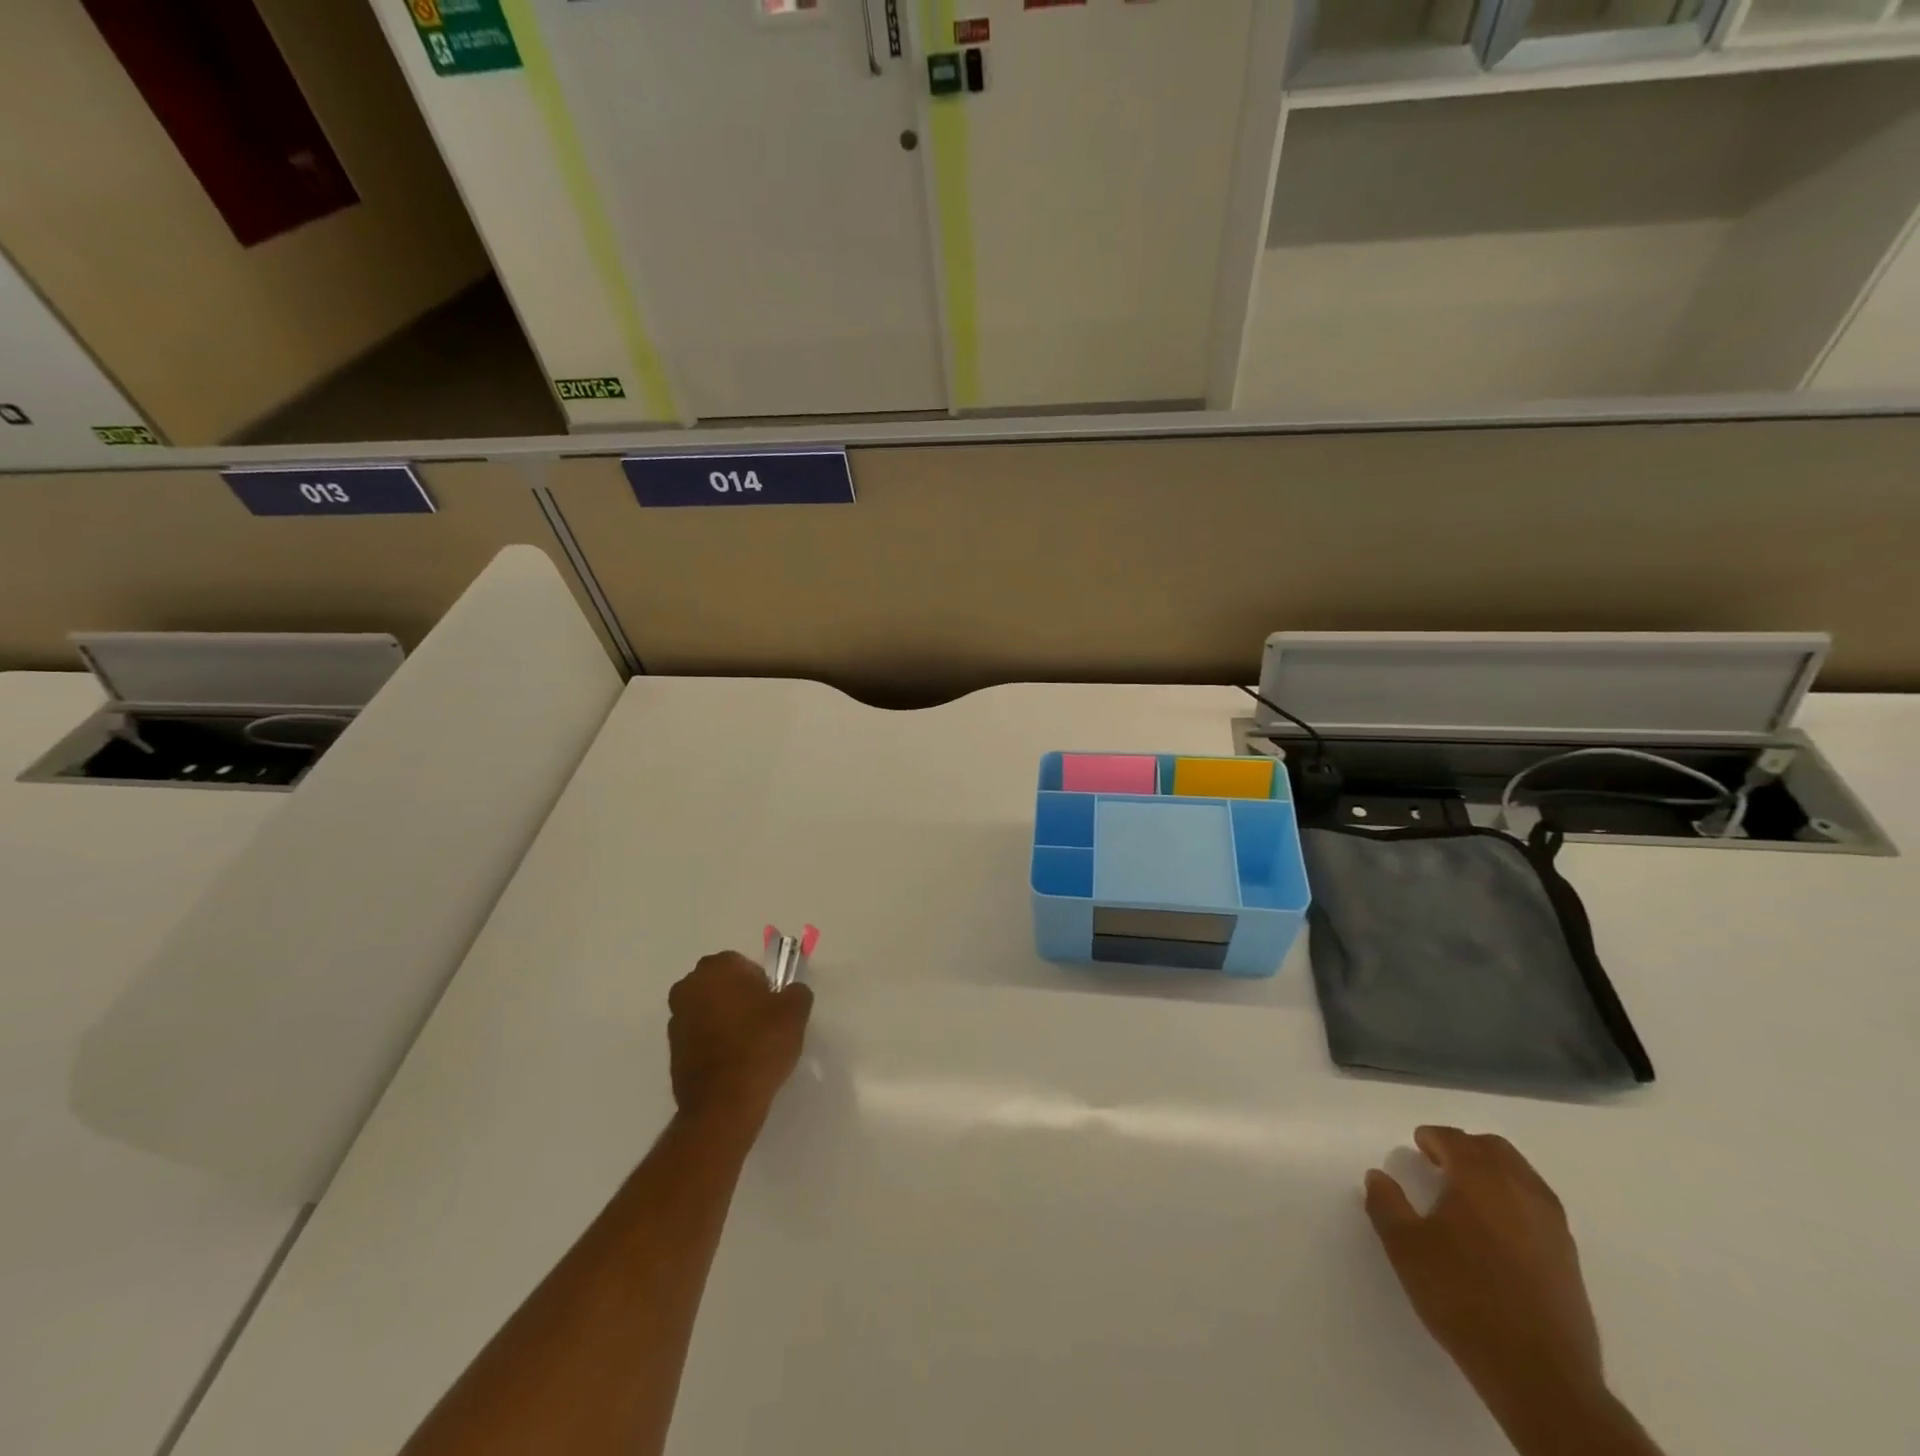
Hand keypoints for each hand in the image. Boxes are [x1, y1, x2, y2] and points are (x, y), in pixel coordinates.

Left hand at [667, 951, 812, 1125]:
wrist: (724, 1102)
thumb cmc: (760, 1045)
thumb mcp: (795, 1011)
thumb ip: (796, 991)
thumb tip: (790, 993)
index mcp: (717, 968)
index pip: (743, 964)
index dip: (762, 984)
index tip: (772, 1006)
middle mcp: (689, 986)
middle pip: (722, 984)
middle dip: (739, 997)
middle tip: (762, 1022)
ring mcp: (676, 1018)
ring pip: (708, 1009)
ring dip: (724, 1019)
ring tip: (748, 1045)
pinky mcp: (672, 1049)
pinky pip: (699, 1035)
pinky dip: (713, 1042)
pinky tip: (733, 1062)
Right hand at [1366, 1128, 1605, 1428]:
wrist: (1540, 1375)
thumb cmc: (1463, 1298)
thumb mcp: (1405, 1248)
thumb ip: (1386, 1204)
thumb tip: (1378, 1176)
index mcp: (1479, 1179)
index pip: (1454, 1140)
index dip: (1432, 1138)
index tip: (1418, 1146)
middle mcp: (1520, 1190)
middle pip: (1494, 1149)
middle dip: (1466, 1148)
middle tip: (1442, 1164)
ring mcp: (1552, 1224)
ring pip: (1522, 1175)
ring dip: (1494, 1173)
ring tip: (1469, 1197)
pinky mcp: (1569, 1257)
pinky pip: (1538, 1207)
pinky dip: (1515, 1201)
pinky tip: (1498, 1230)